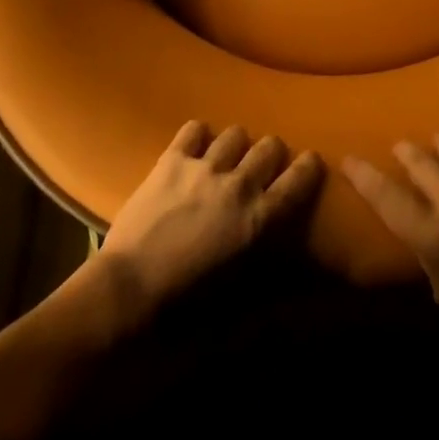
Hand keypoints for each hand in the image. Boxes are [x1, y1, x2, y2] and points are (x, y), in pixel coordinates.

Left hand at [99, 121, 321, 322]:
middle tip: (262, 166)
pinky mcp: (171, 160)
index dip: (309, 167)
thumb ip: (267, 291)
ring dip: (236, 145)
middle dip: (271, 153)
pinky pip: (194, 129)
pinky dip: (198, 136)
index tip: (311, 160)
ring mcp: (204, 168)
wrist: (127, 292)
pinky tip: (194, 148)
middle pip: (269, 147)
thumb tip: (289, 291)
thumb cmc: (185, 310)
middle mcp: (238, 185)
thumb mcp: (238, 304)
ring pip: (235, 134)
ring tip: (227, 157)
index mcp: (259, 220)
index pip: (298, 181)